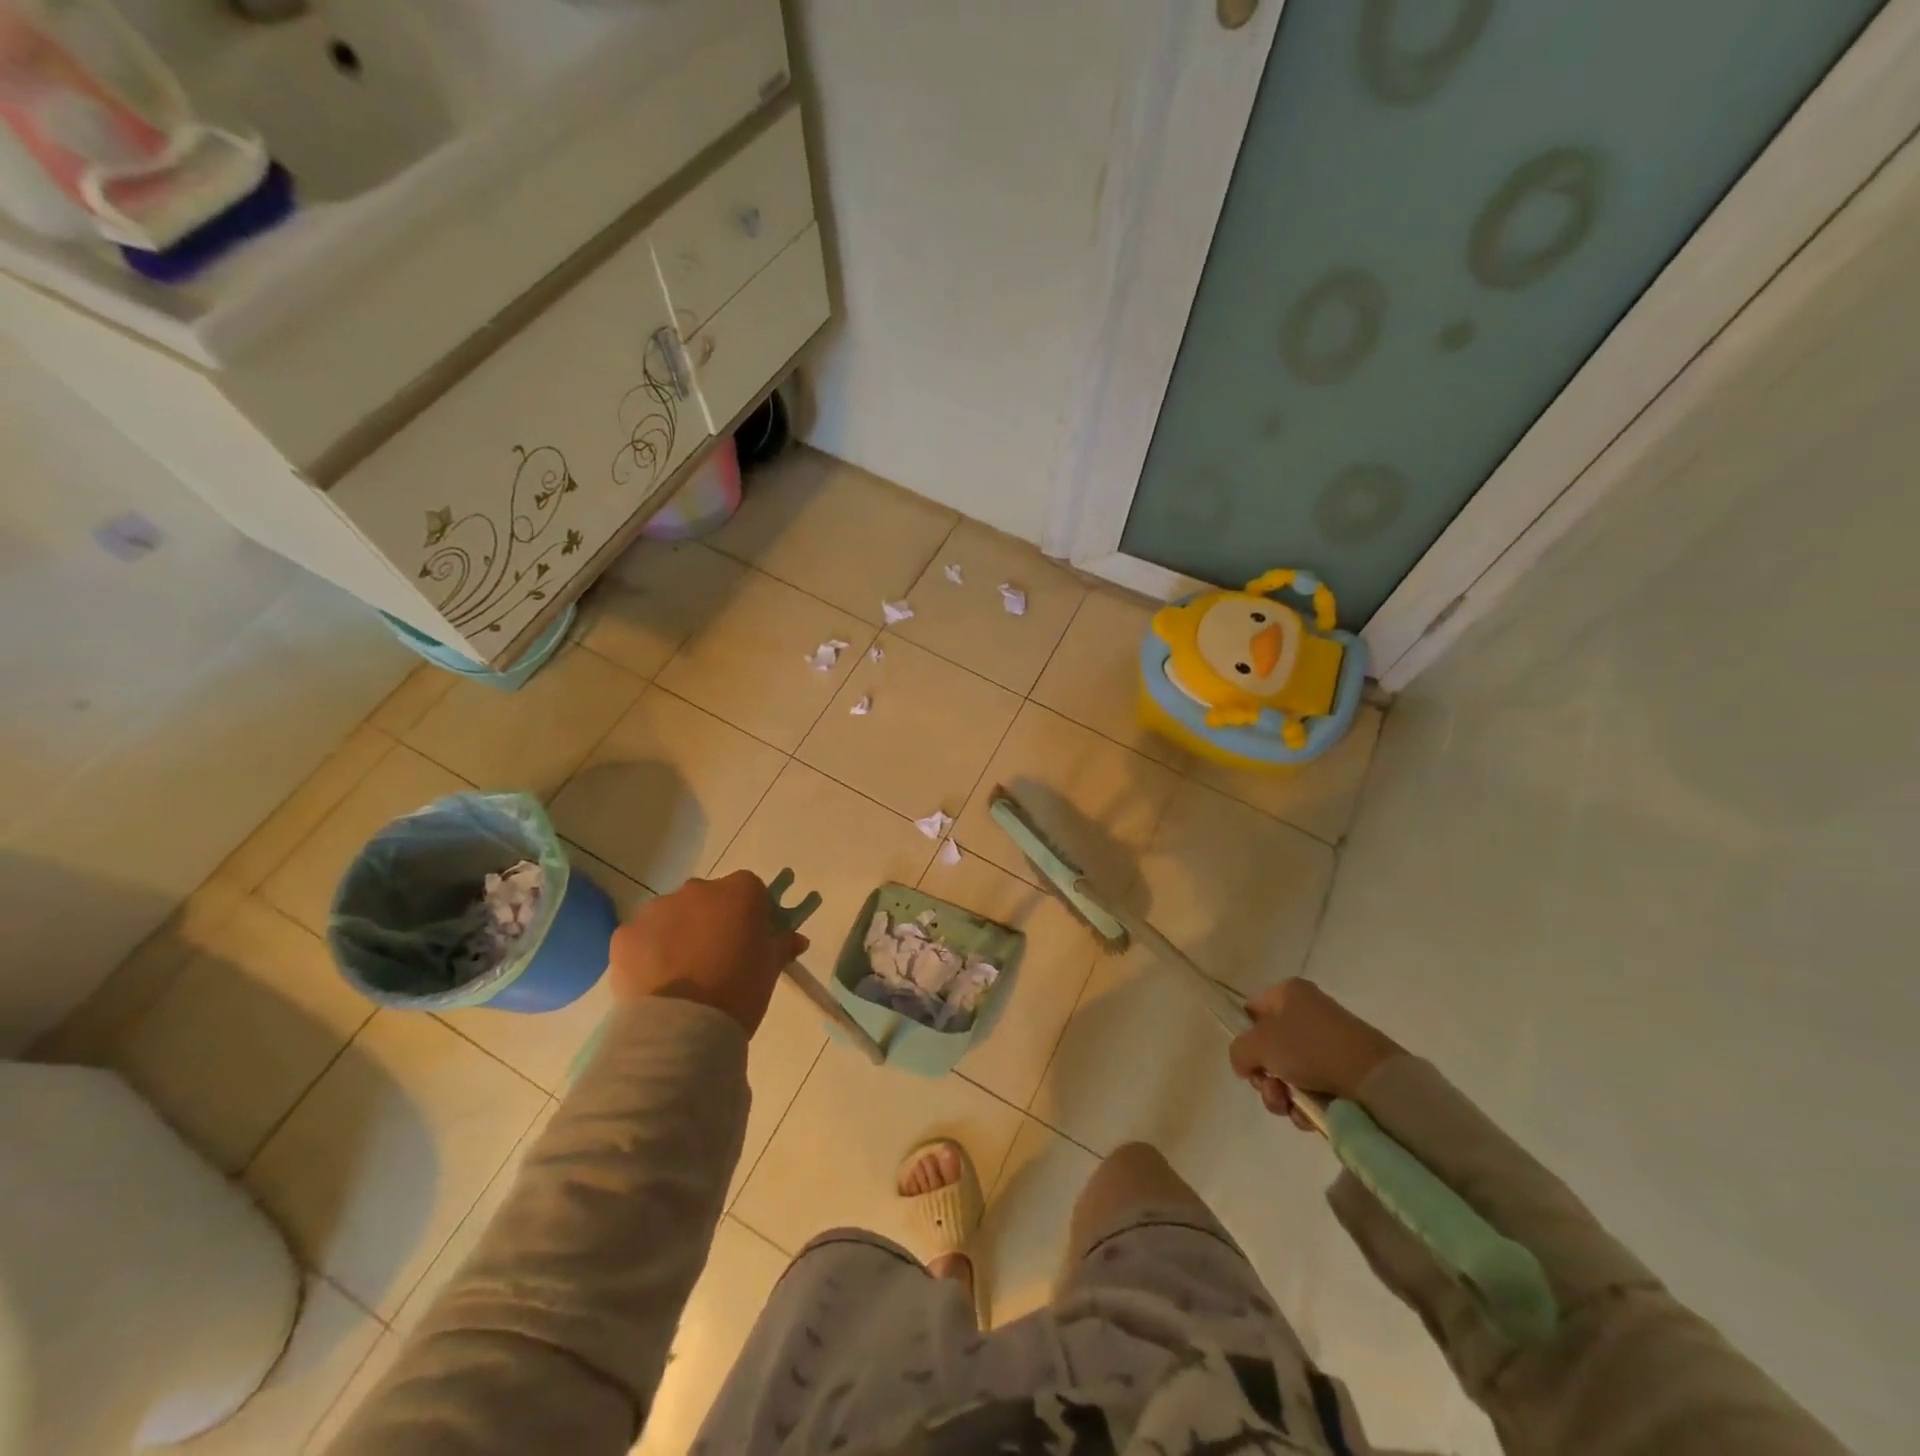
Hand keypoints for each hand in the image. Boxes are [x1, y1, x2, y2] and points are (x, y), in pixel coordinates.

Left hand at [606, 870, 808, 1035]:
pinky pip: (641, 937)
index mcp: (739, 892)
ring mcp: (657, 909)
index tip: (750, 938)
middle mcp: (697, 890)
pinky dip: (647, 952)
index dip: (751, 912)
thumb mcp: (771, 969)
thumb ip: (782, 945)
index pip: (750, 890)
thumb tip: (795, 939)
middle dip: (711, 920)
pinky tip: (655, 982)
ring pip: (672, 915)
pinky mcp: (624, 934)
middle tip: (715, 958)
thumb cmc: (739, 992)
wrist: (682, 1029)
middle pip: (708, 898)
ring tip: (681, 974)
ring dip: (678, 934)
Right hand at [1229, 979, 1401, 1127]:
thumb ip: (1239, 1051)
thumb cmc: (1309, 1048)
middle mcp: (1307, 1013)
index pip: (1252, 1010)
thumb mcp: (1259, 1044)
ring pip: (1289, 1073)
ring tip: (1290, 1107)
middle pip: (1269, 1047)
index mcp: (1288, 993)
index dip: (1245, 1035)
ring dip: (1281, 1095)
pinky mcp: (1343, 1072)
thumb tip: (1245, 1065)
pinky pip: (1312, 1089)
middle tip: (1270, 1088)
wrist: (1372, 1080)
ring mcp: (1327, 1044)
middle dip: (1265, 1076)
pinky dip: (1305, 1105)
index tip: (1248, 1059)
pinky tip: (1308, 1116)